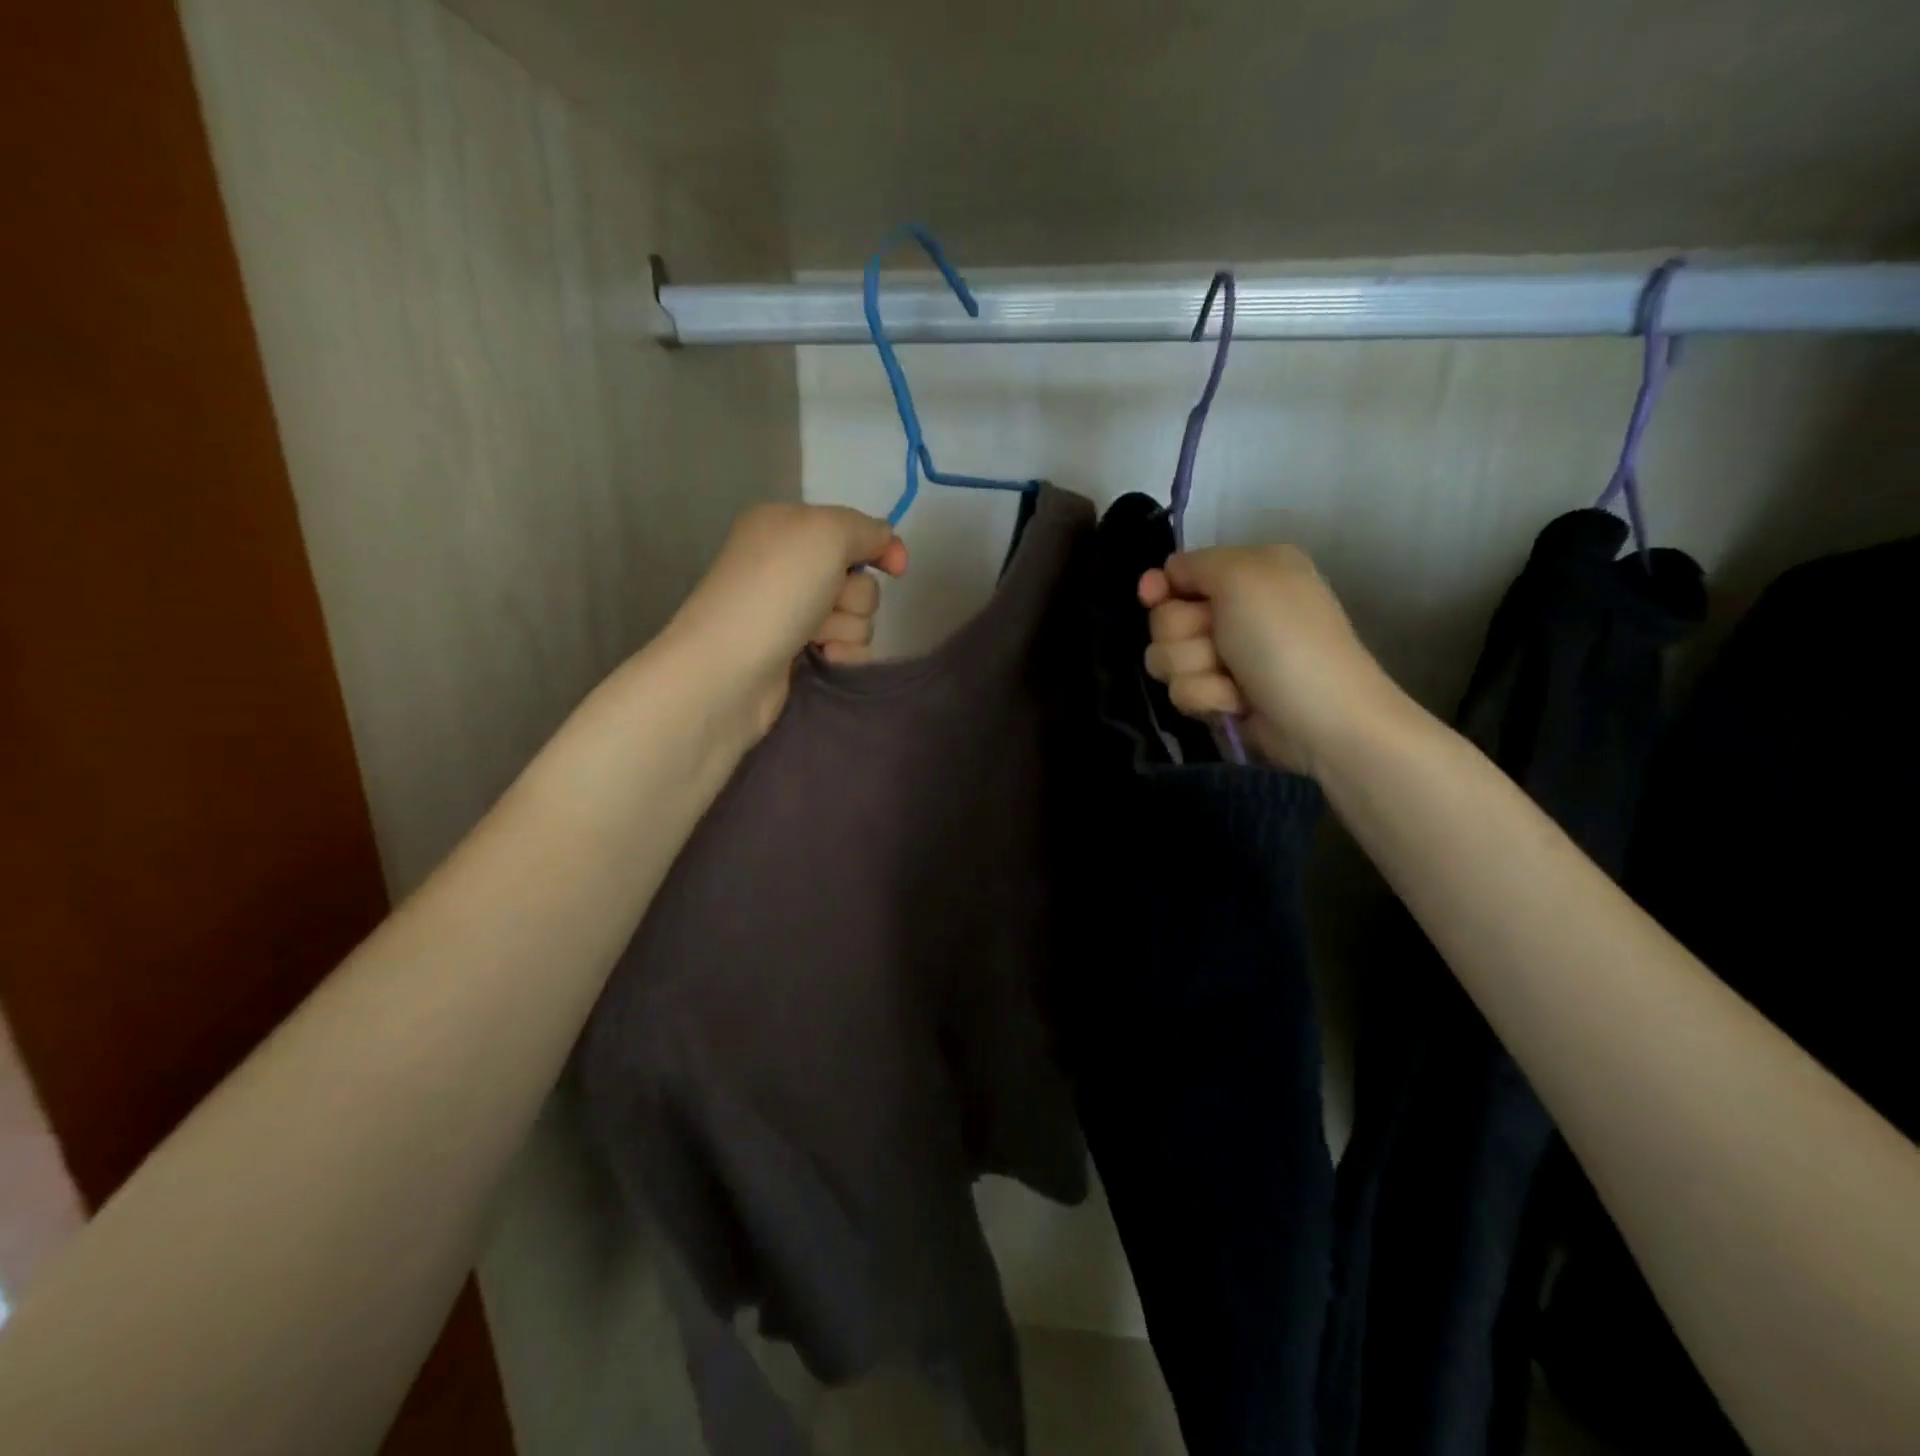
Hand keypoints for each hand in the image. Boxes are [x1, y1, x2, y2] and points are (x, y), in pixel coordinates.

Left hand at [669, 502, 907, 733]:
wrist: (729, 669)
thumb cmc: (776, 591)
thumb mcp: (826, 534)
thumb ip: (865, 529)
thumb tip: (887, 544)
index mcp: (787, 525)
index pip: (852, 528)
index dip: (880, 546)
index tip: (897, 569)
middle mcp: (787, 564)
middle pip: (858, 575)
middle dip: (855, 595)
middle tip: (828, 604)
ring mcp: (790, 611)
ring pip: (855, 614)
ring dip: (848, 627)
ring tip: (817, 638)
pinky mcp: (796, 650)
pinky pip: (844, 645)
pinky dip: (842, 652)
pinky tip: (824, 659)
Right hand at [1138, 544, 1401, 774]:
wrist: (1320, 717)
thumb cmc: (1284, 638)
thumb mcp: (1243, 576)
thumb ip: (1195, 564)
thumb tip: (1165, 576)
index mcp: (1248, 571)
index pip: (1177, 573)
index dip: (1160, 586)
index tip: (1152, 597)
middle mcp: (1236, 609)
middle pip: (1164, 618)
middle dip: (1183, 635)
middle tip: (1219, 643)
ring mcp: (1226, 656)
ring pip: (1166, 658)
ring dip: (1195, 670)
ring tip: (1233, 680)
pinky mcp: (1220, 695)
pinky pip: (1182, 691)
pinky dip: (1207, 697)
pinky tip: (1237, 703)